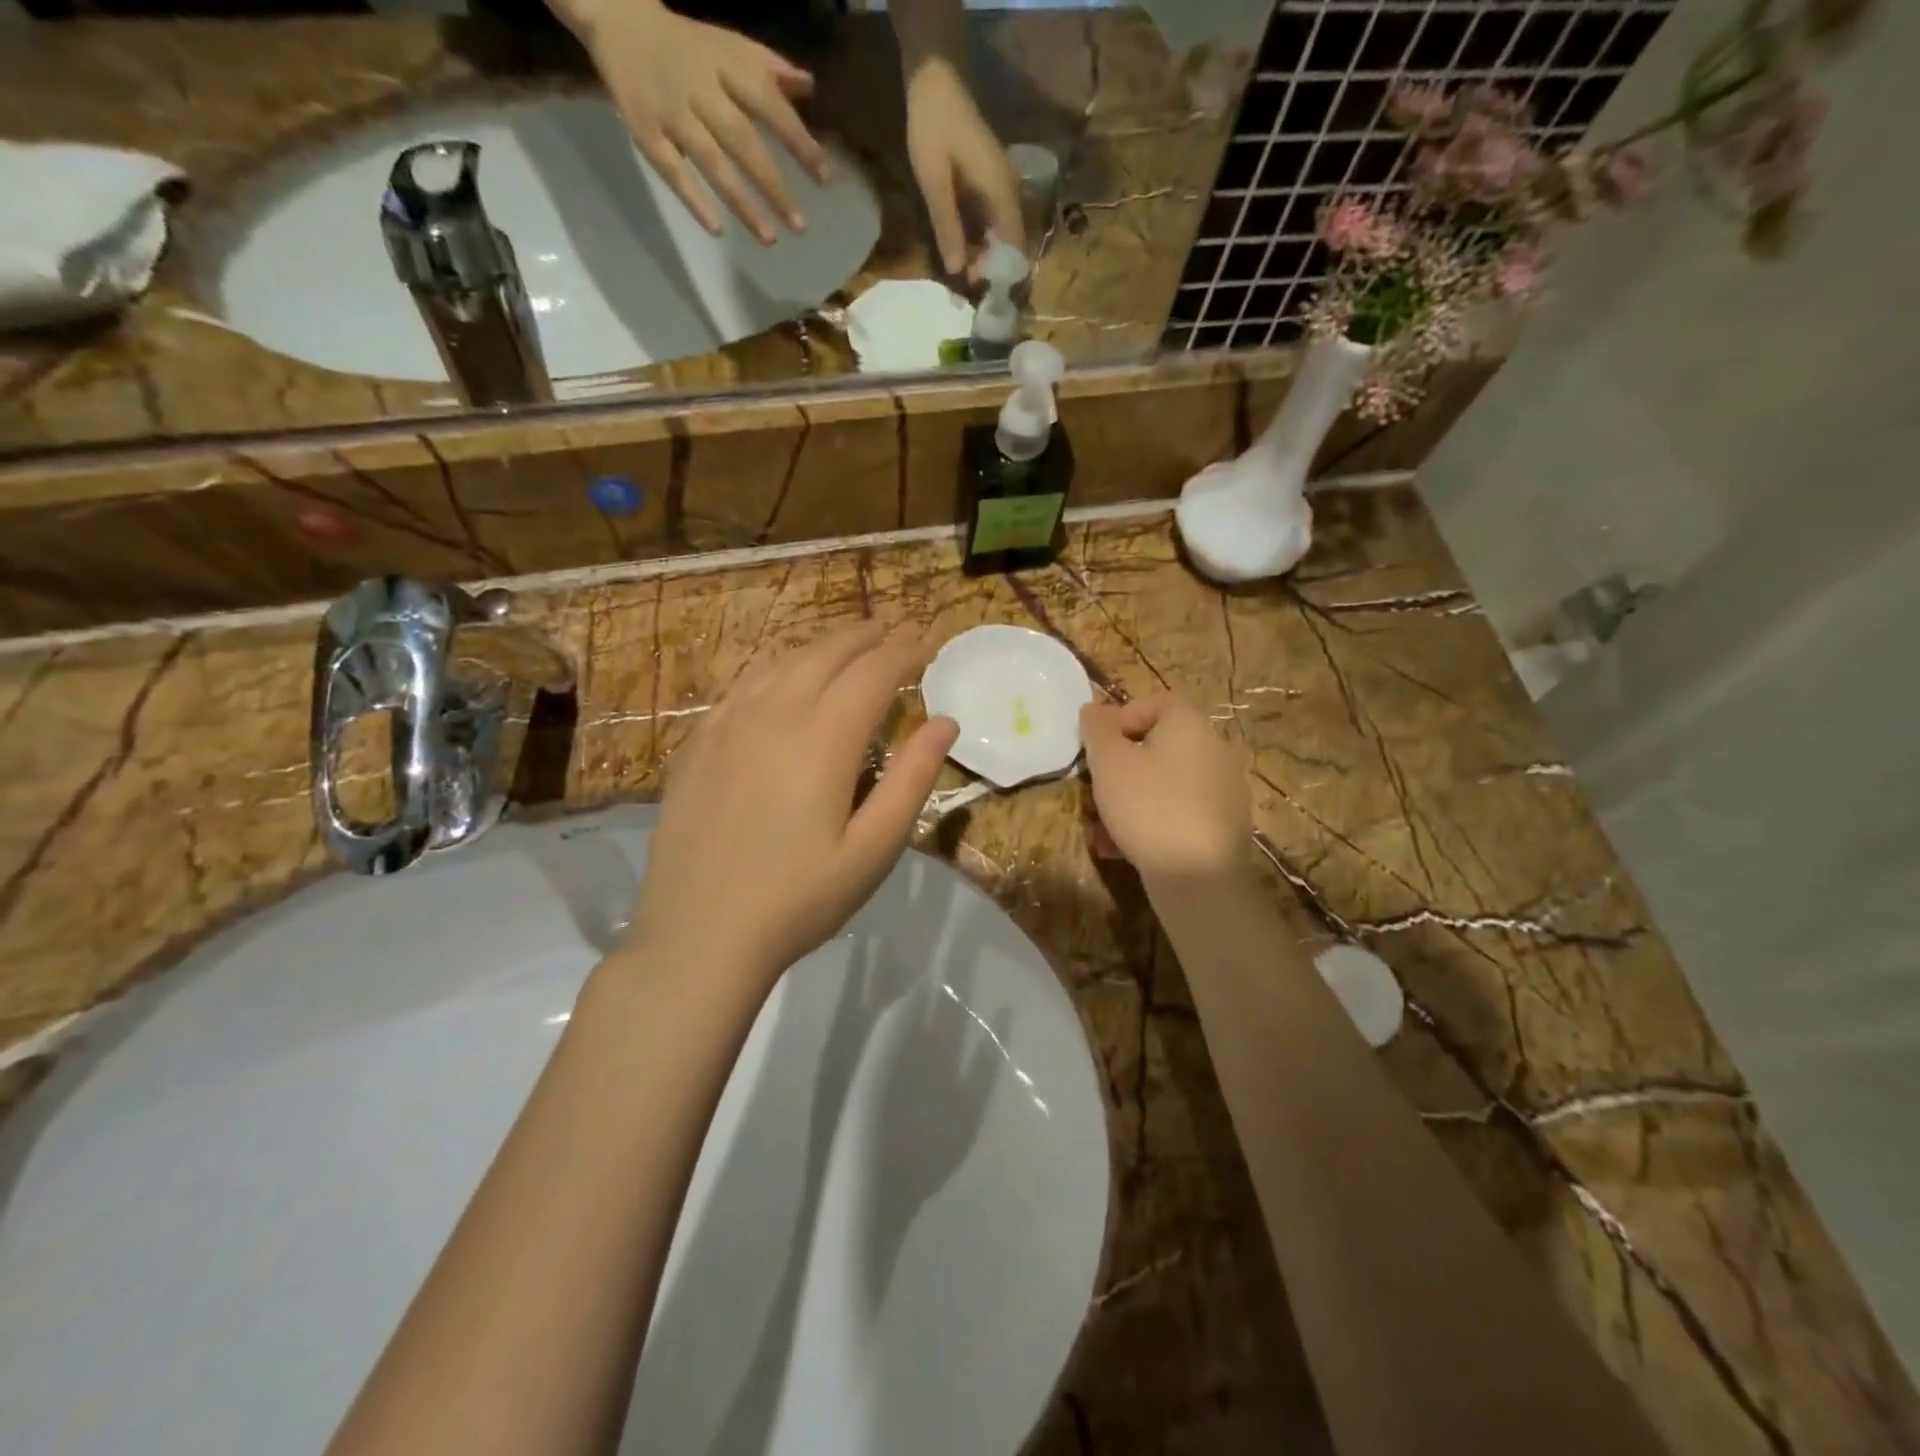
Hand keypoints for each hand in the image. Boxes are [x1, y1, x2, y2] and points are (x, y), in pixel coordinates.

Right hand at [566, 0, 828, 244]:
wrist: (616, 16)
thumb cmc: (688, 44)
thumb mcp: (731, 46)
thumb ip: (771, 69)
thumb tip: (811, 87)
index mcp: (725, 65)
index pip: (769, 105)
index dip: (798, 141)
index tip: (824, 179)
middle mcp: (700, 89)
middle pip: (742, 140)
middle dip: (773, 185)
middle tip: (800, 226)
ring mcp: (670, 112)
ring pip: (710, 162)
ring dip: (741, 202)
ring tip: (770, 238)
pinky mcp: (644, 131)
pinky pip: (670, 169)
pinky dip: (693, 198)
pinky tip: (717, 228)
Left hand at [628, 623, 959, 982]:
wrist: (699, 935)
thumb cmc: (799, 899)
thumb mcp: (874, 849)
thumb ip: (912, 779)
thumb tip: (945, 723)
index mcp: (824, 737)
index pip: (874, 672)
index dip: (906, 652)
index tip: (928, 644)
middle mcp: (774, 713)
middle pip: (827, 654)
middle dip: (866, 637)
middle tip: (893, 632)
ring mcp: (728, 724)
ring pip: (783, 663)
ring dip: (822, 647)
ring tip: (847, 646)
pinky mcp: (698, 743)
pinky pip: (744, 685)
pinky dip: (777, 669)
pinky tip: (783, 680)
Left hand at [905, 58, 1024, 275]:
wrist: (934, 80)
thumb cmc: (934, 128)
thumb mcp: (935, 183)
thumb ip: (947, 226)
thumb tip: (956, 270)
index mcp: (1000, 192)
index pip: (1014, 244)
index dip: (1001, 271)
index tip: (981, 290)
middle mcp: (1007, 191)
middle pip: (1010, 241)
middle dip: (992, 266)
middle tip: (967, 283)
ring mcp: (1000, 185)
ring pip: (1001, 232)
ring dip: (985, 253)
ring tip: (963, 270)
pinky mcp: (989, 181)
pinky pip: (991, 218)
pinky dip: (980, 237)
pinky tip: (962, 247)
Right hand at [1080, 694, 1252, 884]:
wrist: (1199, 879)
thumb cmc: (1149, 808)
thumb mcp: (1109, 763)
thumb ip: (1097, 729)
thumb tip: (1095, 709)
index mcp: (1190, 725)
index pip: (1153, 702)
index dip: (1119, 719)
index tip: (1096, 749)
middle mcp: (1214, 750)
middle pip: (1155, 746)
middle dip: (1118, 768)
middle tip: (1093, 792)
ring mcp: (1222, 790)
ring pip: (1162, 783)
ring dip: (1127, 799)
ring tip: (1101, 829)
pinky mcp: (1222, 826)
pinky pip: (1177, 811)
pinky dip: (1149, 822)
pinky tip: (1122, 849)